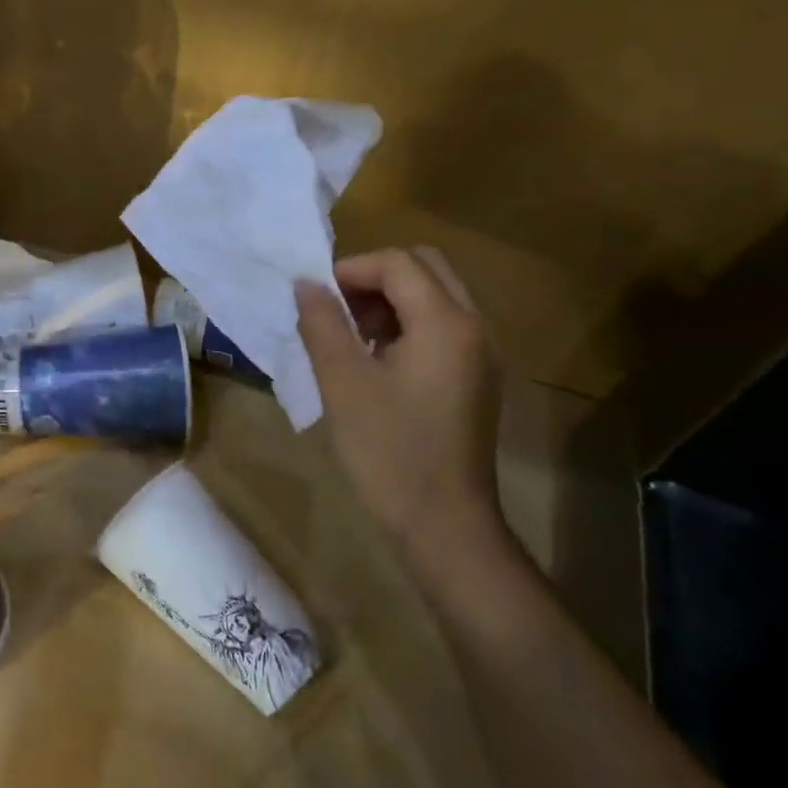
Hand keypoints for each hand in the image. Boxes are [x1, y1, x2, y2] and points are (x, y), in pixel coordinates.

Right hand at [295, 248, 508, 569]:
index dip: (349, 269)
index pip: (397, 263)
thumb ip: (322, 324)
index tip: (314, 299)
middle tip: (335, 312)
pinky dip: (406, 326)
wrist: (444, 524)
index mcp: (446, 323)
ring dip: (389, 301)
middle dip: (373, 278)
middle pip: (425, 268)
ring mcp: (480, 355)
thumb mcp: (343, 382)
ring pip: (435, 297)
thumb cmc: (388, 450)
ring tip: (349, 337)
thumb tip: (306, 284)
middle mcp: (474, 328)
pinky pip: (441, 328)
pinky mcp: (475, 380)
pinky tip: (375, 363)